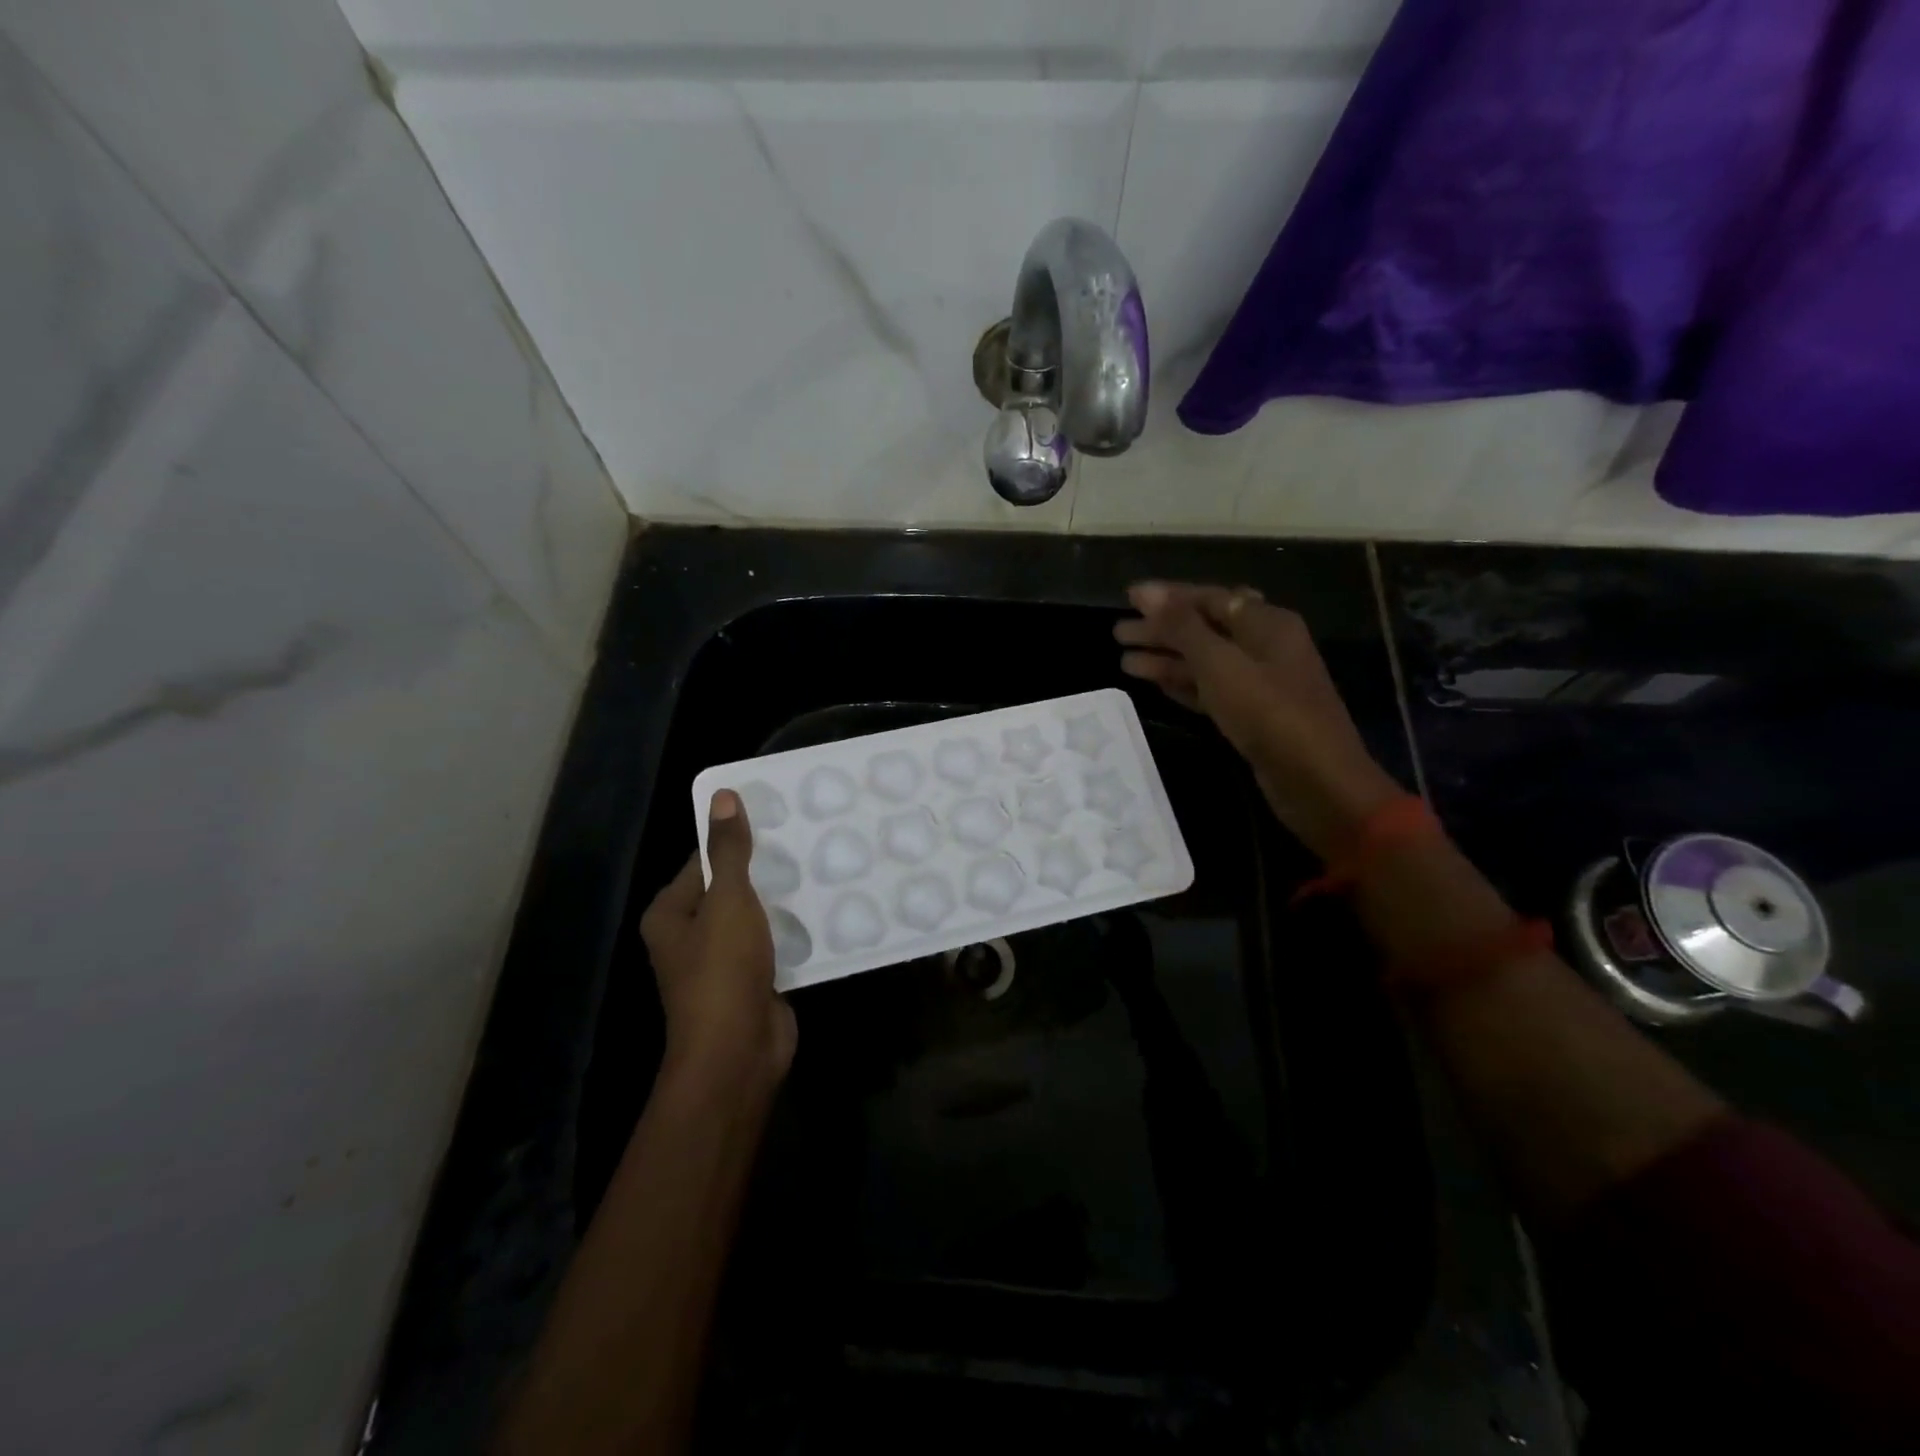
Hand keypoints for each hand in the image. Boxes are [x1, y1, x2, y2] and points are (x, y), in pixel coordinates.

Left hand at [640, 790, 796, 1097]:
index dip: (734, 838)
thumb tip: (722, 796)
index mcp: (671, 914)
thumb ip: (728, 851)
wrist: (739, 1053)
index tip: (774, 816)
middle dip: (764, 868)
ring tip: (820, 865)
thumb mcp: (727, 901)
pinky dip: (794, 928)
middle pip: (730, 888)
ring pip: (755, 917)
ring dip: (782, 899)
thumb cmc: (722, 971)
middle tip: (806, 837)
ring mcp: (723, 961)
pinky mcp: (753, 980)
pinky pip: (774, 943)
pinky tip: (825, 907)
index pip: (701, 861)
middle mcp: (690, 936)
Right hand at [1115, 581, 1402, 857]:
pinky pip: (1209, 690)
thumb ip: (1182, 627)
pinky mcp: (1251, 715)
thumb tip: (1145, 592)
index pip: (1209, 598)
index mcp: (1266, 623)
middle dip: (1161, 630)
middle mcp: (1264, 646)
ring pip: (1204, 662)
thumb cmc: (1269, 712)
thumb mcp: (1220, 664)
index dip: (1167, 597)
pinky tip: (1153, 685)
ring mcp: (1258, 683)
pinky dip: (1182, 685)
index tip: (1127, 598)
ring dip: (1166, 659)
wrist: (1316, 780)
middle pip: (1204, 629)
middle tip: (1117, 634)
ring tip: (1123, 662)